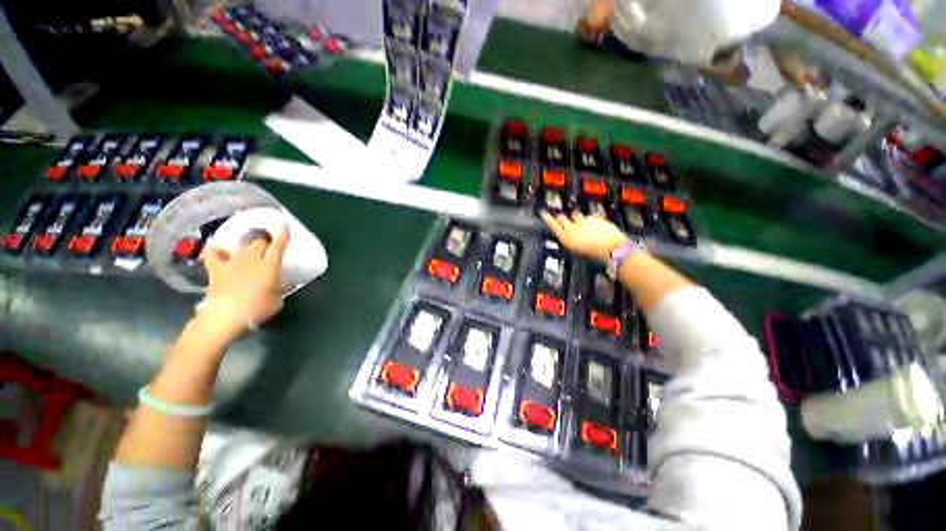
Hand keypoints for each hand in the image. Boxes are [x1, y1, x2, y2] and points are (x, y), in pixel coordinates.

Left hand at [197, 225, 290, 342]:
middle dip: (264, 240)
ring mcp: (232, 262)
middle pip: (259, 241)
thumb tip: (283, 282)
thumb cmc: (258, 309)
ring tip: (246, 246)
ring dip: (245, 244)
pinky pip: (212, 254)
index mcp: (270, 265)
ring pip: (240, 244)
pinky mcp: (216, 269)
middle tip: (268, 244)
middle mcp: (252, 259)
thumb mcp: (278, 300)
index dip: (283, 234)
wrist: (226, 316)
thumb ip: (281, 287)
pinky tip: (217, 250)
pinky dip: (215, 250)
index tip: (284, 224)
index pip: (278, 246)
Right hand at [541, 211, 627, 263]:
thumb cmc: (594, 255)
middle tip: (562, 219)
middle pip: (562, 217)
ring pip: (575, 215)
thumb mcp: (577, 250)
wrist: (612, 248)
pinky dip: (590, 220)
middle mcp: (572, 228)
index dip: (547, 218)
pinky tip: (595, 227)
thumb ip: (570, 240)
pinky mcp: (594, 217)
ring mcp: (583, 221)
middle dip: (561, 218)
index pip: (553, 225)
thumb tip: (567, 234)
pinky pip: (589, 216)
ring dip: (576, 218)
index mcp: (566, 239)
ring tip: (582, 225)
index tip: (543, 212)